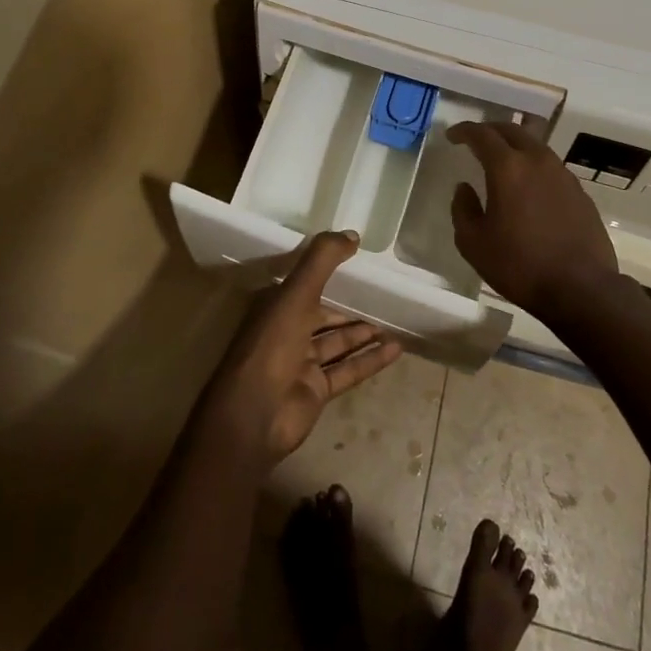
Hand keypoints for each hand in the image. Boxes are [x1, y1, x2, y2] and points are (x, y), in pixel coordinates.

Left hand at [207, 230, 403, 464]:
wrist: (254, 416)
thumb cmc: (272, 346)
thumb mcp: (296, 293)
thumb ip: (322, 260)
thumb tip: (353, 234)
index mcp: (276, 305)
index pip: (304, 283)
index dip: (326, 272)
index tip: (354, 262)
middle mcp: (287, 331)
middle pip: (323, 315)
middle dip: (349, 307)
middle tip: (380, 297)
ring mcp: (301, 363)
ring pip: (337, 343)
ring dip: (363, 333)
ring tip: (392, 323)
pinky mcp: (316, 391)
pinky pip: (348, 370)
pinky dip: (370, 360)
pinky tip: (395, 350)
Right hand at [448, 121, 618, 315]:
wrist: (581, 288)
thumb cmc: (520, 265)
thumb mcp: (474, 243)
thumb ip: (463, 209)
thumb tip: (464, 188)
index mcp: (508, 168)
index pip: (482, 134)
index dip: (464, 131)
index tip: (452, 136)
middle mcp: (537, 161)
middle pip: (512, 130)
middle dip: (490, 130)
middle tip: (476, 139)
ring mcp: (563, 174)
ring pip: (535, 145)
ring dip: (515, 145)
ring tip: (502, 160)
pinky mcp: (579, 191)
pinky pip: (551, 166)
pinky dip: (534, 165)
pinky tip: (529, 186)